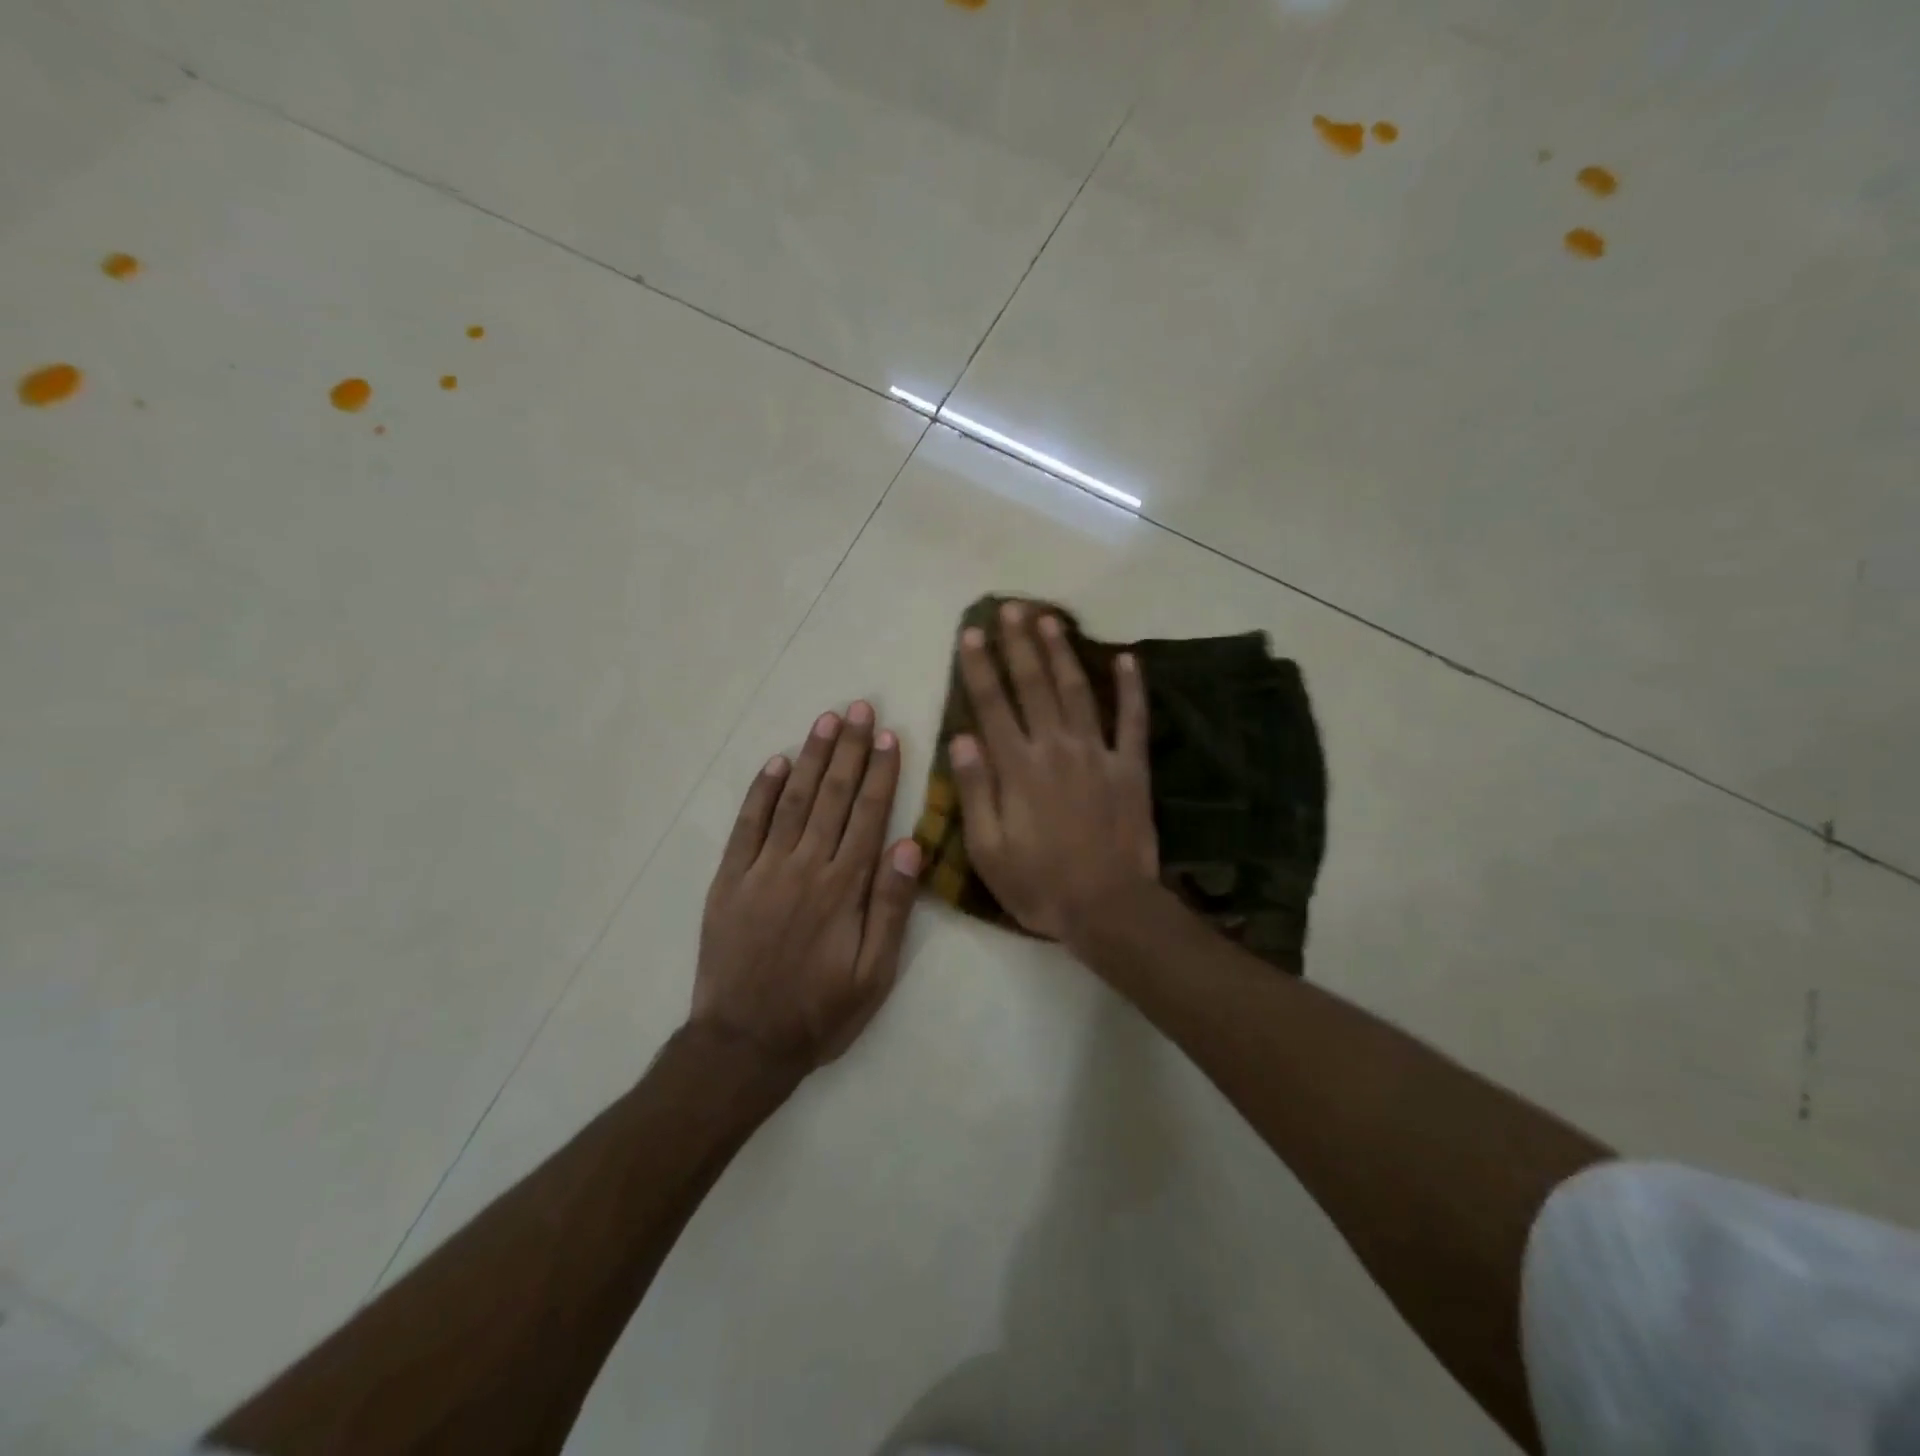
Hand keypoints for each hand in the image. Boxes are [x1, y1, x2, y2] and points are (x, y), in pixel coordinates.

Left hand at [694, 702, 922, 1067]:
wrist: (743, 1044)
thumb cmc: (820, 1012)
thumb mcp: (874, 974)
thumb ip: (892, 907)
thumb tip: (909, 844)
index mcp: (844, 887)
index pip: (869, 815)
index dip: (881, 773)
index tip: (890, 736)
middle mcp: (805, 866)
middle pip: (833, 795)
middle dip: (849, 749)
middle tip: (860, 708)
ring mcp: (762, 869)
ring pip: (793, 799)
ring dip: (812, 757)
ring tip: (827, 721)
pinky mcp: (730, 879)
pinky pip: (747, 824)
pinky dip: (762, 790)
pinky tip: (777, 762)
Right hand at [950, 603, 1158, 944]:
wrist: (1108, 907)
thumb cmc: (1039, 884)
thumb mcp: (988, 848)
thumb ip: (976, 790)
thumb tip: (961, 738)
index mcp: (1018, 768)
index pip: (992, 705)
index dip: (979, 667)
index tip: (971, 633)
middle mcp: (1056, 748)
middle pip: (1034, 685)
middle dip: (1019, 644)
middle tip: (1010, 608)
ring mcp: (1098, 753)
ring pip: (1077, 691)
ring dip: (1062, 652)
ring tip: (1050, 618)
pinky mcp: (1131, 767)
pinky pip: (1133, 720)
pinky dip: (1132, 687)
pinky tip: (1128, 658)